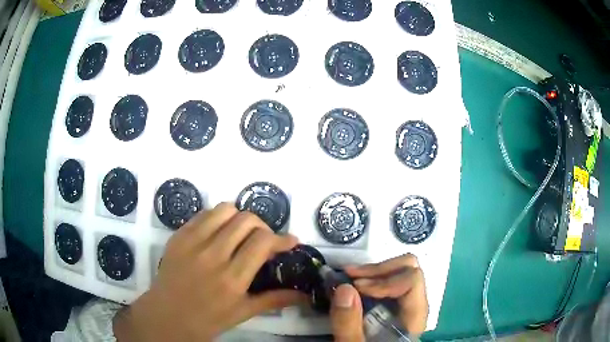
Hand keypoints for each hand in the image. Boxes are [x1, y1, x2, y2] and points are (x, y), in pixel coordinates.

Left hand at [113, 203, 306, 340]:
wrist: (167, 315)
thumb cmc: (207, 319)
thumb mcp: (242, 312)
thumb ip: (274, 300)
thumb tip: (303, 294)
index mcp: (232, 279)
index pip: (262, 242)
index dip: (281, 238)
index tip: (290, 242)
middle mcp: (213, 256)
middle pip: (246, 220)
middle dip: (263, 226)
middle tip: (264, 240)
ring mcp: (192, 242)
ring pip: (225, 210)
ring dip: (240, 218)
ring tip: (241, 233)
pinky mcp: (178, 236)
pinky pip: (204, 214)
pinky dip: (218, 219)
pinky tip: (219, 233)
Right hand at [329, 254, 427, 341]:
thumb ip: (349, 324)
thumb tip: (344, 288)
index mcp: (413, 317)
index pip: (412, 280)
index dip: (385, 279)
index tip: (358, 287)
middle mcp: (415, 305)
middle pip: (410, 269)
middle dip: (378, 269)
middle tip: (351, 277)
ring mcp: (406, 303)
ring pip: (401, 271)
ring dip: (373, 272)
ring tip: (349, 278)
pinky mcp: (396, 305)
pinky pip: (390, 281)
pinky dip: (372, 278)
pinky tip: (355, 285)